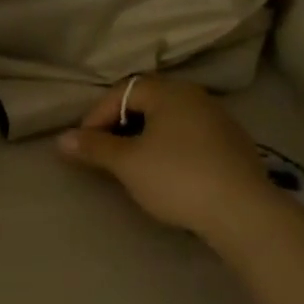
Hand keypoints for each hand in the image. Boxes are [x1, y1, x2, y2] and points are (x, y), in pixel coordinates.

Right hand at [56, 76, 279, 246]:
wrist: (242, 211)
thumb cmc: (177, 177)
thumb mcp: (127, 163)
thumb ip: (93, 147)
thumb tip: (61, 139)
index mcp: (169, 92)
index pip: (122, 91)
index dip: (96, 116)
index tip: (83, 145)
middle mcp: (196, 97)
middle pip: (147, 102)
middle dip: (119, 124)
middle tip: (104, 152)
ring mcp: (219, 120)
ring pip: (169, 120)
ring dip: (144, 136)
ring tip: (130, 163)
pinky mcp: (233, 145)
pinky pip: (189, 136)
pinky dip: (168, 147)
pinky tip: (165, 172)